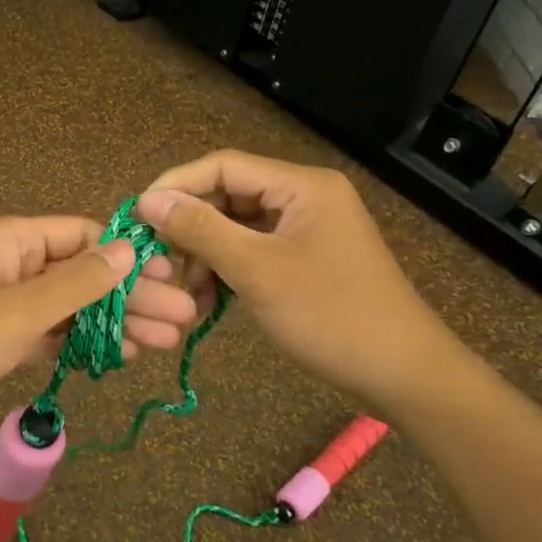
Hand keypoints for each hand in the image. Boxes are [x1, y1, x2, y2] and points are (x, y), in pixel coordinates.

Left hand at [0, 216, 199, 441]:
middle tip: (184, 319)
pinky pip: (47, 334)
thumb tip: (128, 250)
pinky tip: (117, 355)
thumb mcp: (15, 311)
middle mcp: (8, 265)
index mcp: (10, 240)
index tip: (173, 277)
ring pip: (68, 307)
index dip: (128, 255)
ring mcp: (1, 305)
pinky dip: (79, 343)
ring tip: (164, 342)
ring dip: (112, 322)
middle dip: (130, 295)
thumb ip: (74, 284)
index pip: (82, 235)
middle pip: (80, 273)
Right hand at [135, 150, 467, 413]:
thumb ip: (199, 229)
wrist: (403, 375)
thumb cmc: (330, 314)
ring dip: (207, 256)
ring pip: (237, 228)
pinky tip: (210, 303)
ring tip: (188, 292)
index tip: (138, 216)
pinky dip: (229, 272)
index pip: (223, 166)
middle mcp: (304, 198)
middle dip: (191, 228)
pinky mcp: (306, 260)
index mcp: (301, 186)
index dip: (176, 186)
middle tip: (159, 261)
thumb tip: (146, 200)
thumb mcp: (256, 269)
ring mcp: (307, 230)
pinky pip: (254, 252)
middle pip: (228, 197)